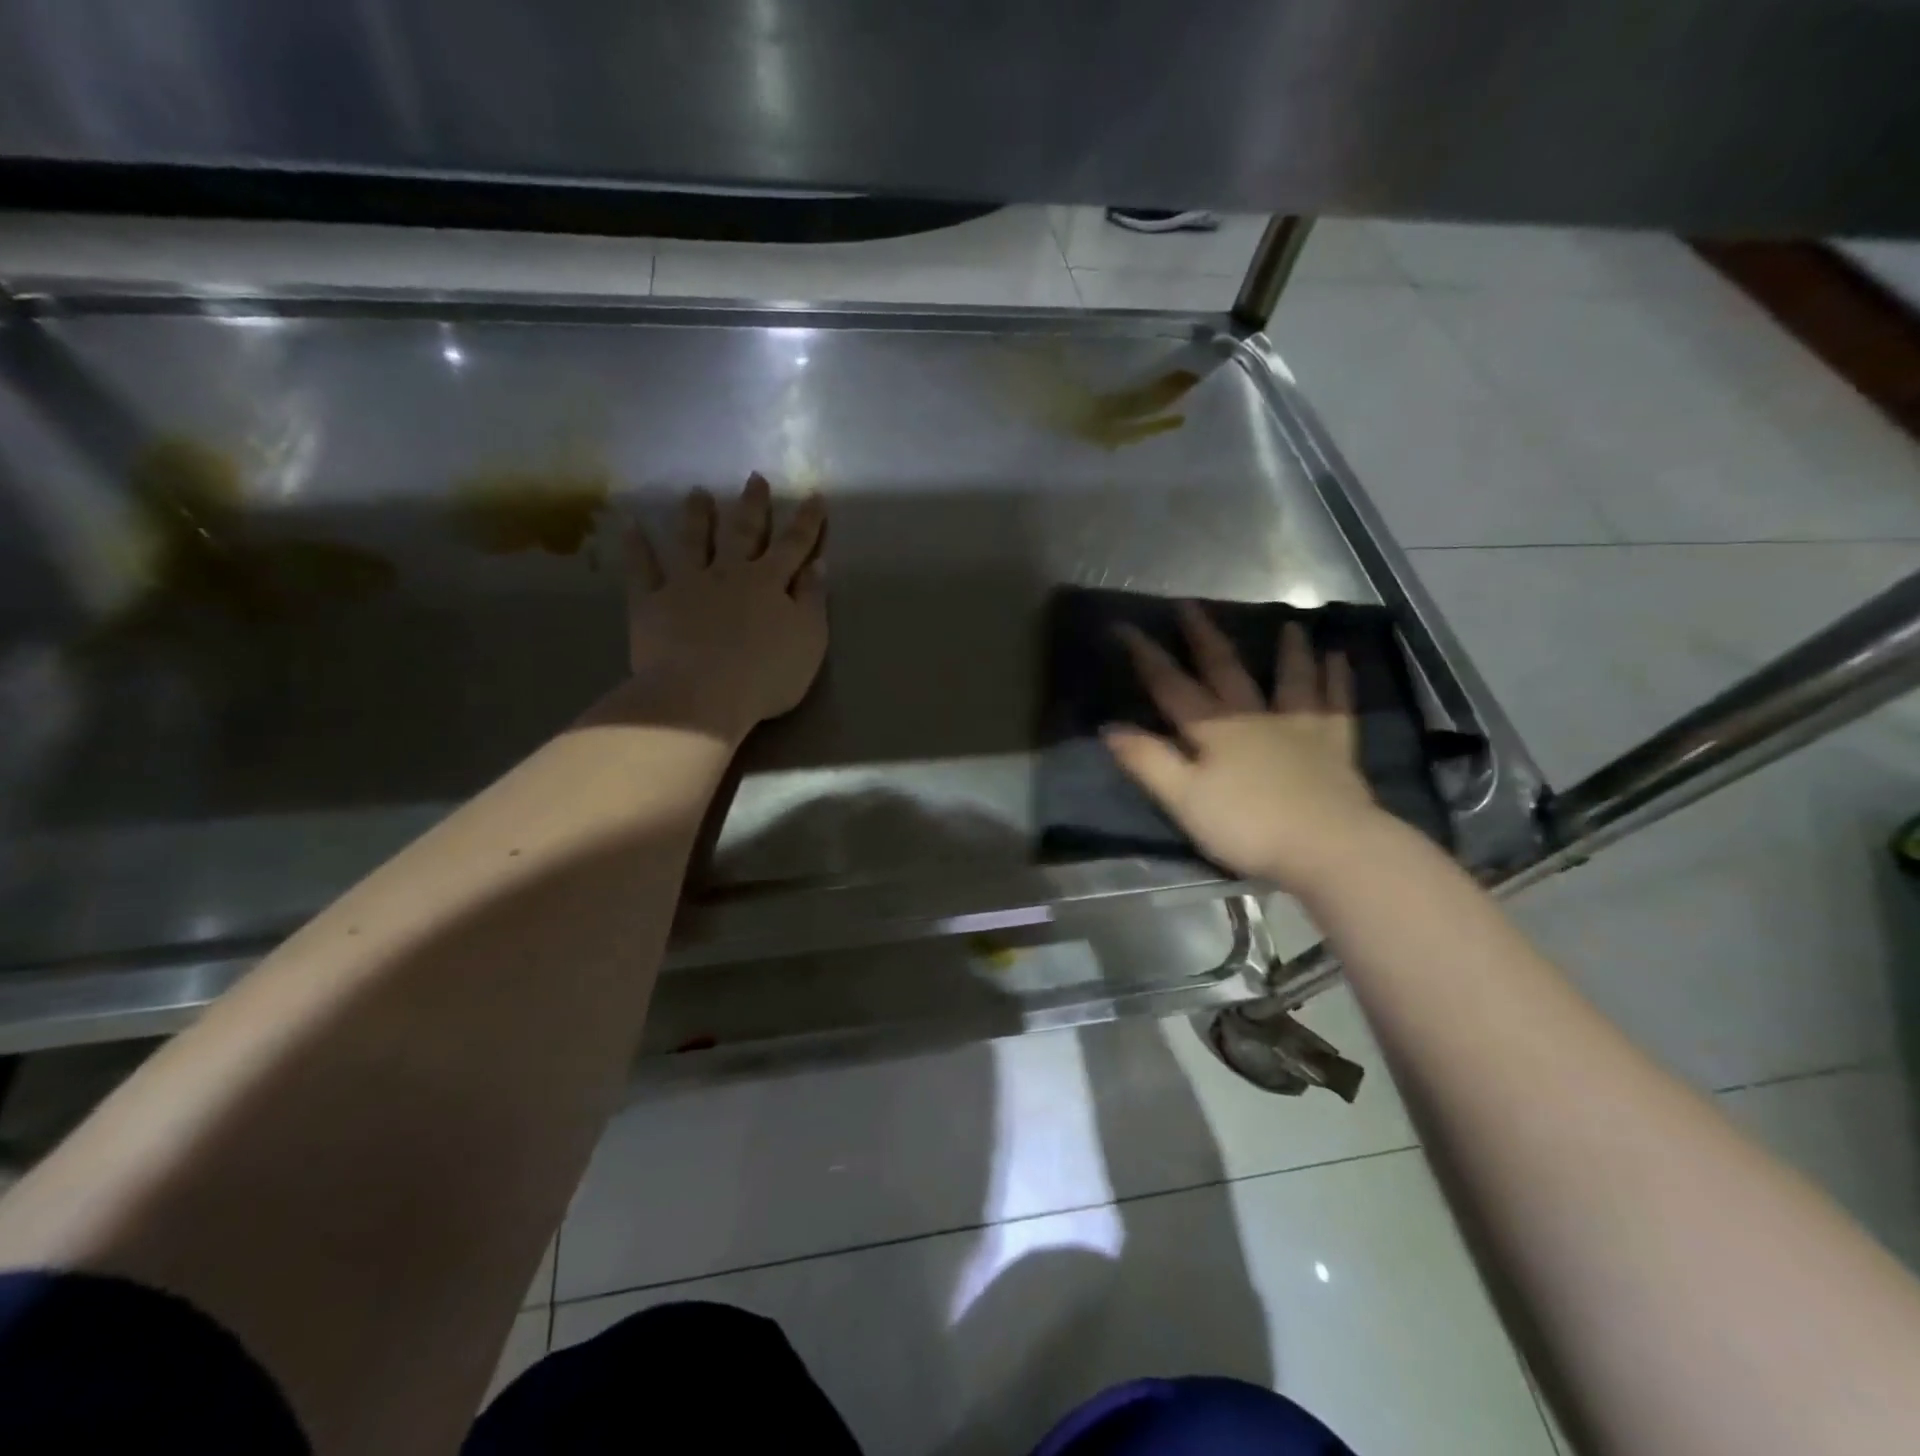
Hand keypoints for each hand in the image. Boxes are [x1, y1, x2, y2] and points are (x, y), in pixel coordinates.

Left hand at [611, 475, 827, 738]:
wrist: (702, 696)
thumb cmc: (766, 674)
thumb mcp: (808, 640)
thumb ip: (812, 600)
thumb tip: (817, 565)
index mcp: (769, 582)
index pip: (793, 545)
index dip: (806, 522)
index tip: (814, 496)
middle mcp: (728, 573)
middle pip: (742, 532)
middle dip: (752, 505)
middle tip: (754, 478)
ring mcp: (686, 584)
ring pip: (693, 540)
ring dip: (697, 515)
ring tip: (697, 492)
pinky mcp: (651, 603)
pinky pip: (642, 570)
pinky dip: (636, 548)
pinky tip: (631, 527)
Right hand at [1104, 603, 1385, 891]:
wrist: (1327, 845)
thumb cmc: (1247, 826)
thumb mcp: (1183, 799)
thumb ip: (1148, 762)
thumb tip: (1110, 728)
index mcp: (1213, 729)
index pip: (1171, 685)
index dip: (1146, 656)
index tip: (1125, 626)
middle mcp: (1253, 716)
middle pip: (1225, 669)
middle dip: (1203, 637)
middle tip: (1190, 604)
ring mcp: (1298, 725)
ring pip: (1290, 678)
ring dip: (1288, 651)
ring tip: (1289, 625)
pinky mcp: (1335, 744)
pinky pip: (1337, 703)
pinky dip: (1338, 678)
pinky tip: (1340, 658)